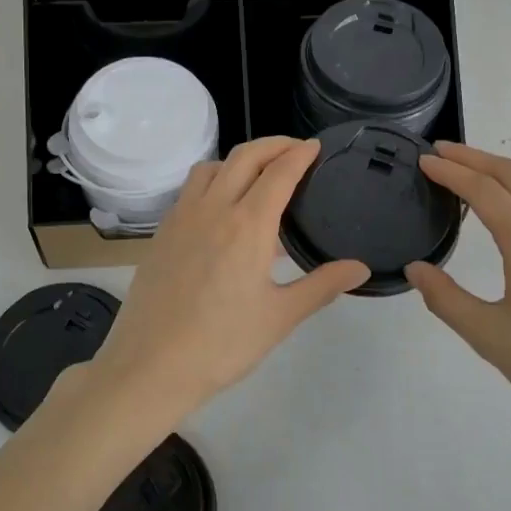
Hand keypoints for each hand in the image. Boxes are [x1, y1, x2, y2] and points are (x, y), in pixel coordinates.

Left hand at [88, 137, 368, 423]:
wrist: (150, 365)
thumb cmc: (222, 344)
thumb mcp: (280, 317)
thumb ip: (322, 285)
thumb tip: (360, 268)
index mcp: (248, 225)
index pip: (279, 173)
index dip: (300, 154)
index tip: (315, 146)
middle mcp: (213, 209)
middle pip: (245, 157)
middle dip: (273, 145)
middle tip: (295, 149)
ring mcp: (182, 217)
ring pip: (212, 167)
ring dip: (239, 159)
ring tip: (258, 174)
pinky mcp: (162, 232)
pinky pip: (191, 188)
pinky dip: (213, 179)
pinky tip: (221, 207)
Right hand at [406, 142, 510, 451]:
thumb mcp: (490, 338)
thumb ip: (446, 299)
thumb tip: (416, 269)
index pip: (484, 190)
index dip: (451, 171)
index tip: (423, 159)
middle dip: (474, 157)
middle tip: (438, 152)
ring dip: (496, 173)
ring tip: (463, 175)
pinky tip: (501, 212)